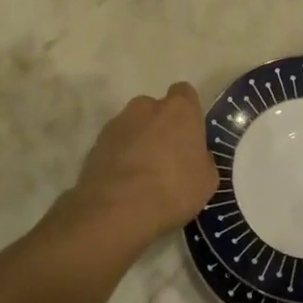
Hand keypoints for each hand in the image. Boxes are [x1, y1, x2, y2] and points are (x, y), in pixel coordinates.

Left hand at [65, 83, 219, 249]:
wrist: (116, 209)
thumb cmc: (172, 190)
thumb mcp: (206, 181)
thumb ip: (203, 159)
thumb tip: (196, 156)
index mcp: (179, 110)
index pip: (185, 93)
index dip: (187, 112)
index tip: (189, 134)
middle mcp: (147, 107)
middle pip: (157, 108)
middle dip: (161, 126)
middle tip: (167, 157)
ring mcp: (118, 123)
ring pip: (133, 125)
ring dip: (139, 140)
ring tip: (142, 173)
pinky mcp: (96, 142)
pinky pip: (115, 143)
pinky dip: (120, 156)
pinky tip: (124, 182)